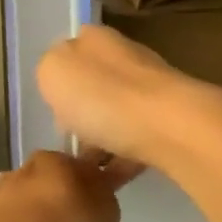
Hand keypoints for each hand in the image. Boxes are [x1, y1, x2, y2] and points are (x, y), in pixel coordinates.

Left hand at [0, 151, 132, 221]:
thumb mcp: (104, 219)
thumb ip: (104, 195)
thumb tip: (96, 185)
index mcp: (56, 162)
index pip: (82, 166)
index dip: (93, 187)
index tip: (97, 212)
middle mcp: (23, 170)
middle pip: (51, 183)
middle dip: (62, 202)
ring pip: (27, 203)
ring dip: (37, 219)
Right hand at [36, 25, 221, 169]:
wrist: (169, 128)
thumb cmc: (101, 96)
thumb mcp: (53, 72)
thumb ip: (50, 70)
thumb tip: (64, 82)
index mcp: (97, 40)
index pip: (73, 50)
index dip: (60, 79)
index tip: (53, 108)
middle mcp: (127, 58)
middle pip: (96, 84)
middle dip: (82, 112)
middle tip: (68, 141)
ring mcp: (153, 91)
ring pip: (116, 115)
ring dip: (101, 140)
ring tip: (84, 168)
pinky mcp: (171, 123)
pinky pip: (136, 143)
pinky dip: (121, 160)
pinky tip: (107, 181)